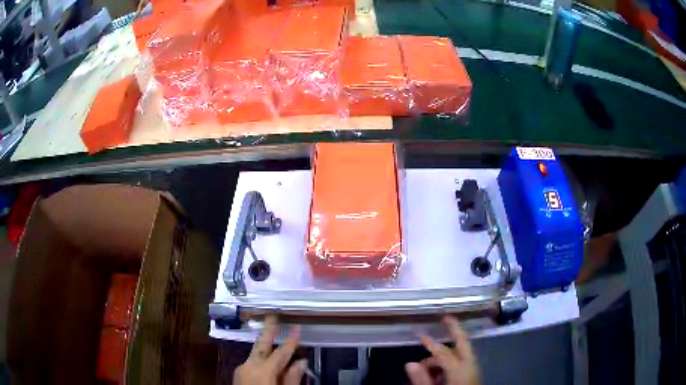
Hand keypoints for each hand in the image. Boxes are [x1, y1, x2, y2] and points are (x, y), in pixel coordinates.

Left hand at [234, 315, 306, 384]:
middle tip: (272, 315)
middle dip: (268, 330)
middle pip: (261, 345)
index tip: (297, 327)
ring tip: (273, 334)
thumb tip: (301, 362)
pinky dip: (261, 358)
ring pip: (256, 353)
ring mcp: (241, 369)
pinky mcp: (238, 374)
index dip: (291, 340)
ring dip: (265, 344)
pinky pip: (252, 362)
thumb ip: (293, 377)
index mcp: (263, 370)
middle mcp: (249, 365)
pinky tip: (268, 359)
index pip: (281, 352)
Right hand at [405, 316, 479, 384]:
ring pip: (459, 356)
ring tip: (427, 370)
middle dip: (455, 330)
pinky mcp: (472, 376)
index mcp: (460, 370)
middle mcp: (469, 366)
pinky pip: (460, 365)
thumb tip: (409, 363)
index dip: (431, 344)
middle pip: (463, 343)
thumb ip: (421, 379)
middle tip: (447, 317)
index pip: (443, 353)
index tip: (419, 335)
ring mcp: (473, 370)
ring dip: (444, 357)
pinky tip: (437, 375)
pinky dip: (449, 365)